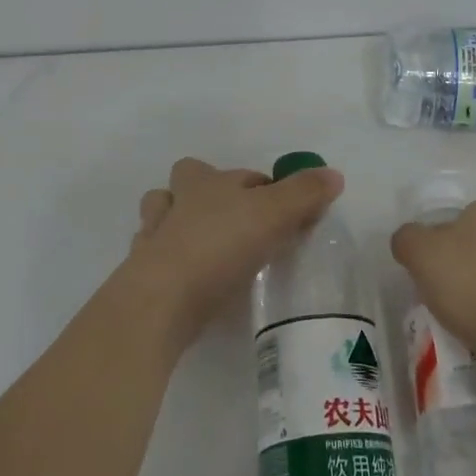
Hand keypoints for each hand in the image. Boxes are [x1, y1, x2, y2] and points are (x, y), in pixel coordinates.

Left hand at [124, 157, 343, 344]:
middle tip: (236, 221)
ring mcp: (153, 238)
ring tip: (204, 245)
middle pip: (185, 181)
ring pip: (160, 215)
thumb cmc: (219, 247)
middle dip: (203, 190)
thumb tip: (334, 174)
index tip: (285, 210)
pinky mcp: (141, 275)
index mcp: (206, 182)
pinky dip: (169, 262)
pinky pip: (154, 258)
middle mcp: (176, 202)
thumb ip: (304, 194)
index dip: (264, 185)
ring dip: (177, 222)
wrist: (161, 300)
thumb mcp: (273, 214)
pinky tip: (187, 280)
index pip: (239, 174)